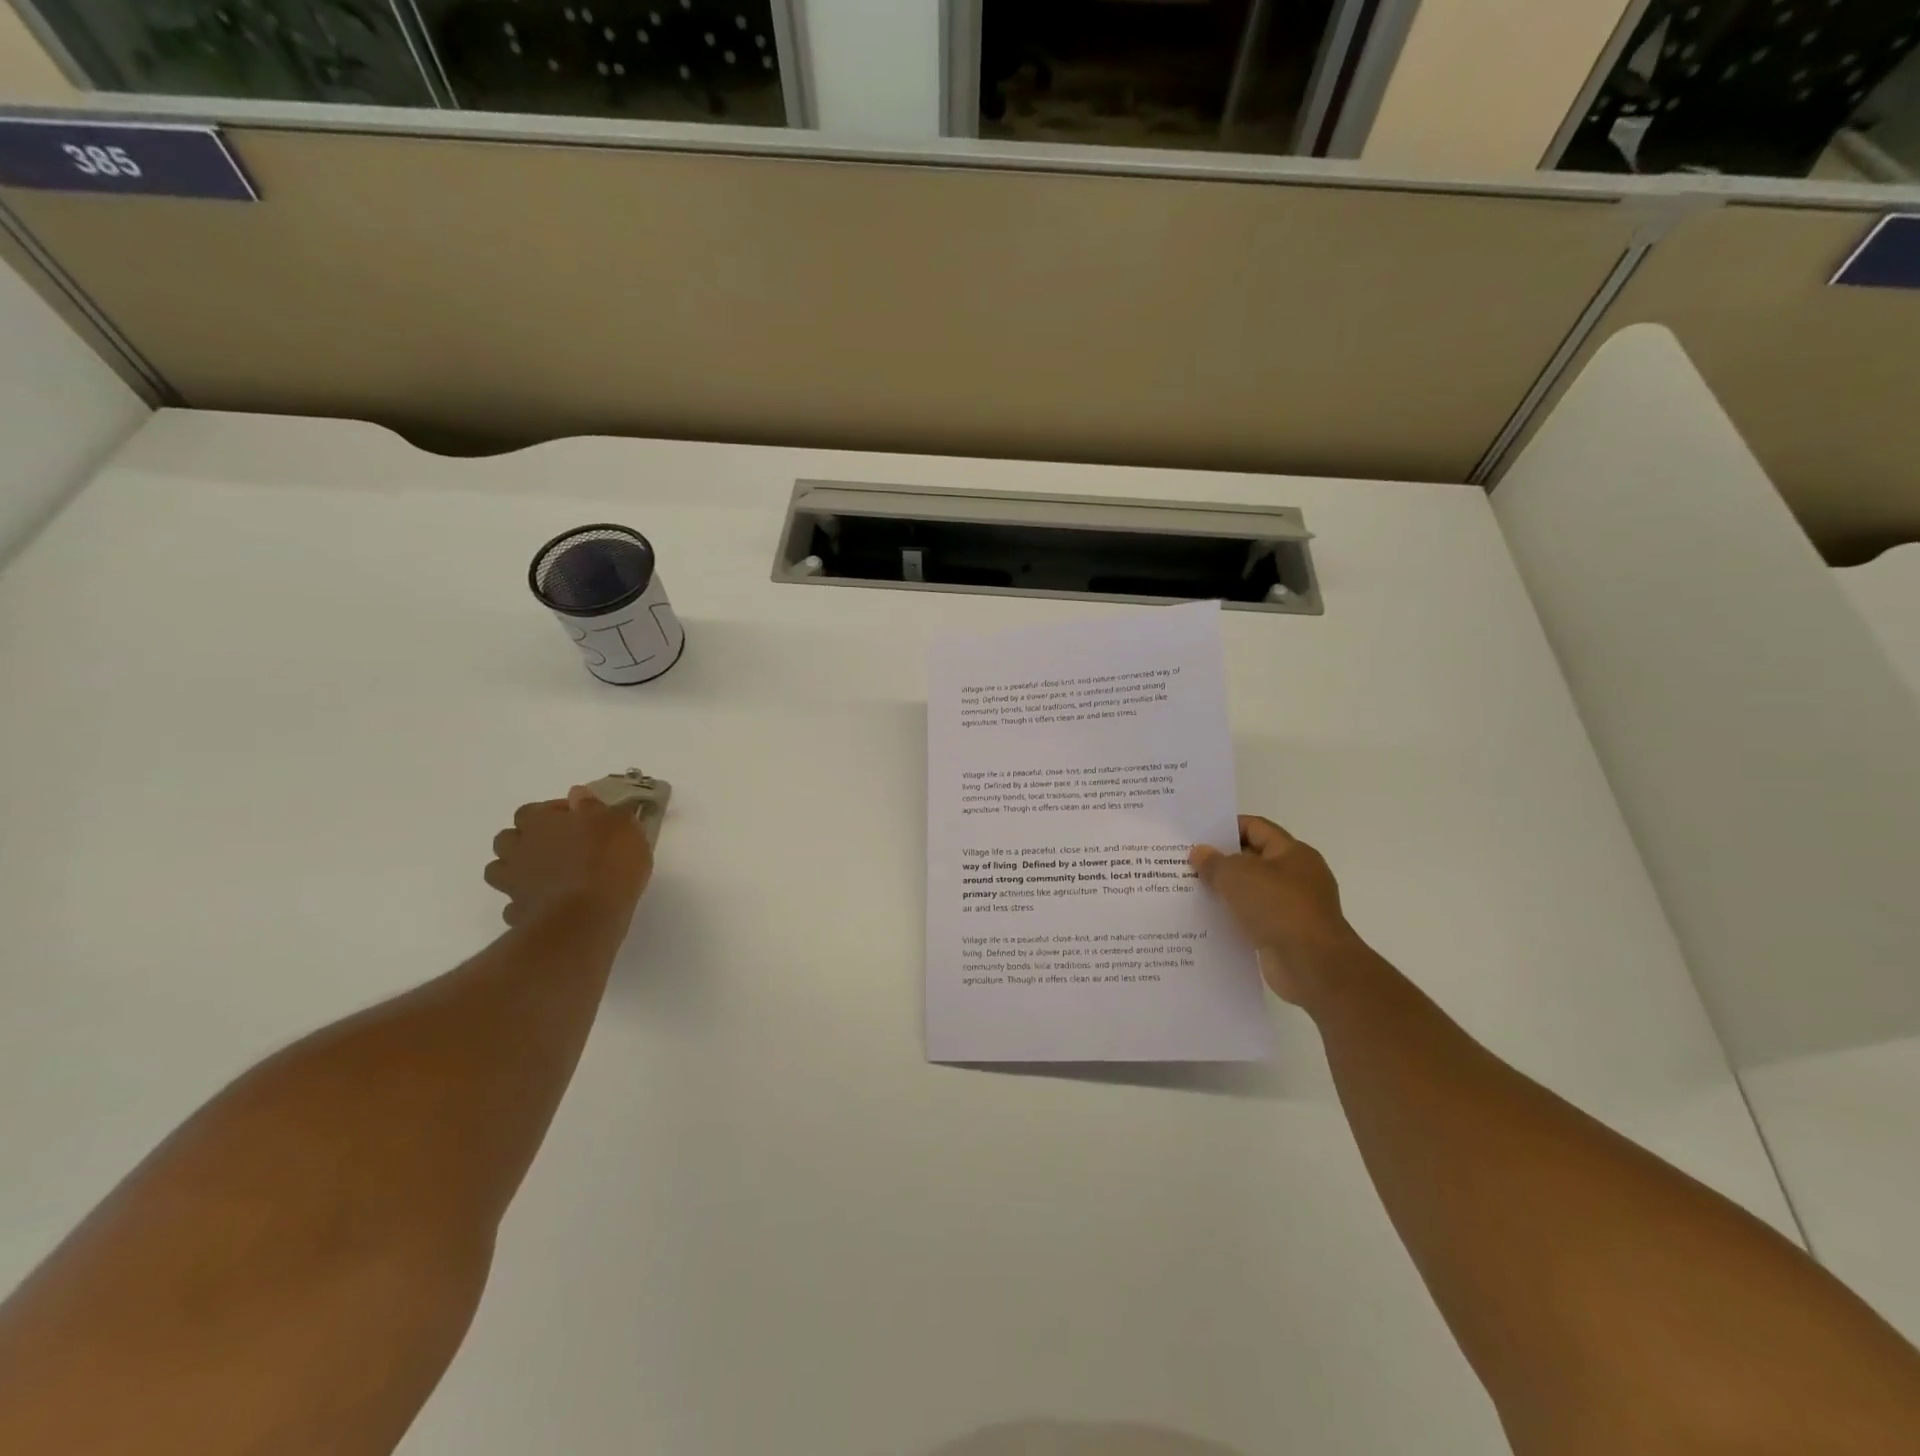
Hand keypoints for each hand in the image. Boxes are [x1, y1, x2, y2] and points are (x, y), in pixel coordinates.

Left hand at [484, 787, 653, 928]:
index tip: (577, 819)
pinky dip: (527, 902)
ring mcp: (514, 884)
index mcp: (540, 822)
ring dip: (518, 869)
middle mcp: (519, 849)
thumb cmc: (608, 861)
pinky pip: (515, 904)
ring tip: (548, 875)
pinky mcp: (518, 914)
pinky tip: (549, 904)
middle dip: (527, 839)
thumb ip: (595, 807)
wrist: (588, 917)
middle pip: (508, 839)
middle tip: (558, 846)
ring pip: (500, 871)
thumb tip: (577, 794)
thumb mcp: (619, 824)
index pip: (531, 810)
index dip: (552, 812)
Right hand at [1190, 816, 1355, 1003]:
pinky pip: (1253, 919)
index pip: (1256, 828)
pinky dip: (1233, 918)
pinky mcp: (1285, 935)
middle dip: (1220, 861)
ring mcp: (1292, 908)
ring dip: (1224, 892)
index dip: (1226, 827)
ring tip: (1190, 891)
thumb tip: (1199, 853)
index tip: (1197, 835)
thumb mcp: (1237, 876)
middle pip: (1252, 860)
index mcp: (1293, 853)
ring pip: (1251, 892)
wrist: (1312, 966)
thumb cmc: (1279, 908)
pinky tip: (1207, 921)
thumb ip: (1214, 862)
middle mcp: (1297, 876)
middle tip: (1185, 863)